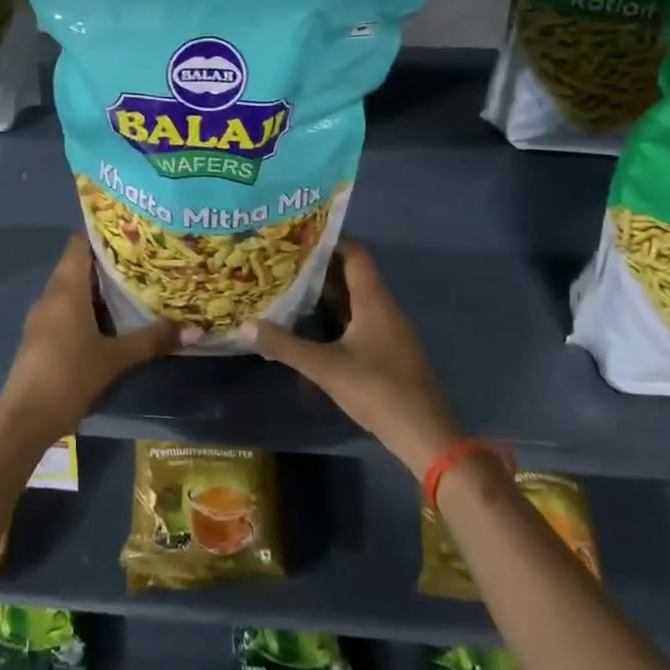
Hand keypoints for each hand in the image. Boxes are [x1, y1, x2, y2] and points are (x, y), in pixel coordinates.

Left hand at [0, 235, 180, 443]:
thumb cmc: (69, 375)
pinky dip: (89, 306)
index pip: (80, 242)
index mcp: (67, 288)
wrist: (24, 418)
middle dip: (109, 259)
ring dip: (99, 285)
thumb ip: (152, 340)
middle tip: (145, 255)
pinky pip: (67, 308)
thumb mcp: (116, 358)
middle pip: (79, 264)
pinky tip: (112, 317)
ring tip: (135, 282)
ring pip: (73, 288)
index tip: (132, 228)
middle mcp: (52, 294)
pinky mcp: (42, 336)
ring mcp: (44, 316)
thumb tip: (195, 328)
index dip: (103, 231)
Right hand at [248, 240, 470, 476]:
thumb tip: (245, 324)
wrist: (424, 433)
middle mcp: (384, 308)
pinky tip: (312, 326)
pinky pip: (360, 321)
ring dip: (327, 294)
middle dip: (320, 268)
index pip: (355, 254)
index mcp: (374, 301)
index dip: (330, 241)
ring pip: (355, 300)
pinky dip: (336, 317)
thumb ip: (285, 345)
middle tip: (284, 261)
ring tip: (291, 288)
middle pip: (353, 275)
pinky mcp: (388, 351)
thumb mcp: (325, 367)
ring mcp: (389, 331)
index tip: (298, 235)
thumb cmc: (377, 390)